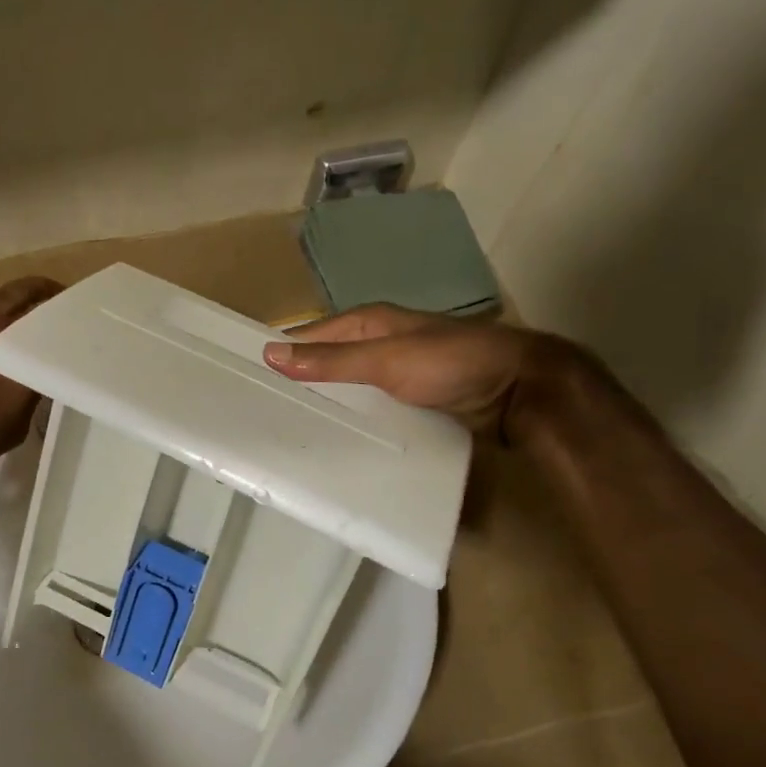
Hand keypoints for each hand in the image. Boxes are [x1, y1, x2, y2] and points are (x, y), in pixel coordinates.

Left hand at [0, 277, 62, 478]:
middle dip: (40, 291)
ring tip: (2, 310)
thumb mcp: (12, 429)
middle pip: (21, 293)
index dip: (64, 317)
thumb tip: (35, 381)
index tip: (75, 318)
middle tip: (52, 295)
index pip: (50, 324)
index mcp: (16, 355)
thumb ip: (27, 398)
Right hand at [262, 303, 560, 433]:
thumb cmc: (451, 364)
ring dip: (327, 407)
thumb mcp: (386, 359)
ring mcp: (395, 375)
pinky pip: (371, 410)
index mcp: (368, 323)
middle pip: (327, 365)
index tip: (247, 384)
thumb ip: (332, 360)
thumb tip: (270, 352)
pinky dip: (354, 422)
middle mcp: (378, 345)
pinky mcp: (410, 402)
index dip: (281, 356)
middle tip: (264, 419)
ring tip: (292, 435)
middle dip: (301, 386)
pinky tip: (338, 442)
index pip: (310, 337)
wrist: (518, 390)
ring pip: (349, 390)